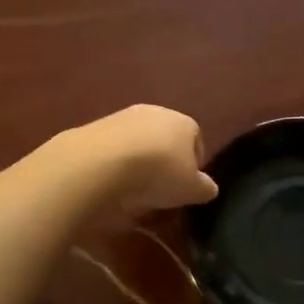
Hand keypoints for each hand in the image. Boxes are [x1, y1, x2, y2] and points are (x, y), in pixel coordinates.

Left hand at [60, 105, 217, 219]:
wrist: (100, 163)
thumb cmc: (158, 173)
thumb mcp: (192, 190)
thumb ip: (204, 188)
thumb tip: (208, 188)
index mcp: (185, 123)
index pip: (196, 141)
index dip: (193, 166)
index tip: (185, 189)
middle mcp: (156, 112)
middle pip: (166, 140)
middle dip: (164, 163)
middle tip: (160, 191)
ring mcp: (123, 117)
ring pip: (138, 143)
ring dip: (138, 164)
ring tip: (133, 192)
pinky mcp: (95, 127)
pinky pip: (113, 149)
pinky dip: (115, 165)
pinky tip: (111, 184)